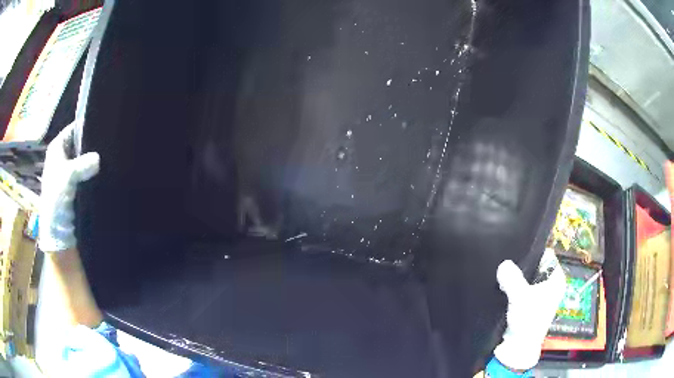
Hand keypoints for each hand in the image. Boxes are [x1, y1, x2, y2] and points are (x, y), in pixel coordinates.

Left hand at [39, 123, 99, 252]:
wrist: (57, 232)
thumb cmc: (56, 200)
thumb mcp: (67, 178)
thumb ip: (82, 164)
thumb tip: (99, 157)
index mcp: (56, 149)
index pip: (73, 129)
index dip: (85, 126)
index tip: (102, 124)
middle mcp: (62, 157)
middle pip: (79, 144)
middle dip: (91, 145)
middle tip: (109, 142)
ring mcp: (69, 173)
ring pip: (84, 160)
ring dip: (93, 162)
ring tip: (109, 157)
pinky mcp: (75, 187)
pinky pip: (86, 174)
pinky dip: (93, 174)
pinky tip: (105, 173)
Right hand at [493, 249, 565, 370]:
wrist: (517, 349)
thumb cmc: (527, 320)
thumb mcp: (520, 297)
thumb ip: (512, 278)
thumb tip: (503, 264)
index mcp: (556, 280)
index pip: (546, 256)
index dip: (532, 253)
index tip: (516, 253)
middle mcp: (550, 286)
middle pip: (535, 267)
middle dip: (521, 267)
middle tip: (506, 264)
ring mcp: (538, 297)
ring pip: (525, 279)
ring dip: (514, 279)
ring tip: (502, 275)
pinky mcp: (527, 306)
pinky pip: (519, 290)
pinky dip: (512, 289)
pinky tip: (501, 287)